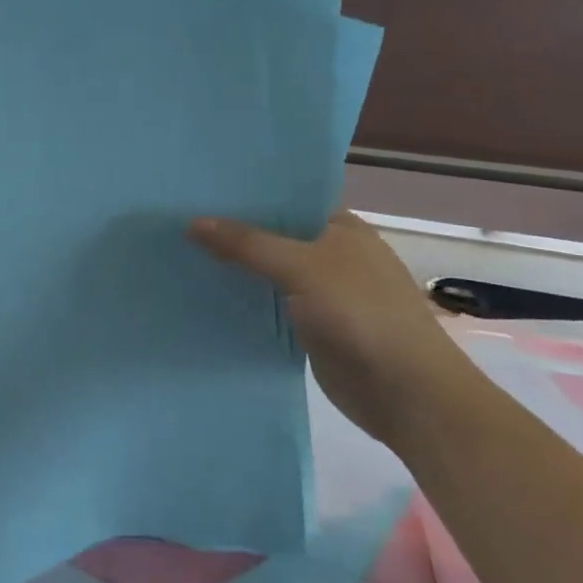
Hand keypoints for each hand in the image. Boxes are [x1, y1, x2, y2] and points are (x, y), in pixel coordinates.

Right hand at [190, 206, 475, 445]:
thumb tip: (193, 222)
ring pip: (267, 273)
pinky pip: (269, 306)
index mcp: (339, 226)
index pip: (284, 199)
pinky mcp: (311, 328)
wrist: (407, 394)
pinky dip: (243, 302)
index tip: (197, 189)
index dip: (244, 195)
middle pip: (272, 236)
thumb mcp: (302, 267)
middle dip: (231, 232)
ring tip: (178, 253)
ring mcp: (321, 293)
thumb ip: (248, 244)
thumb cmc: (362, 314)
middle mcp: (330, 254)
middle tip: (175, 220)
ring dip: (233, 269)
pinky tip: (204, 295)